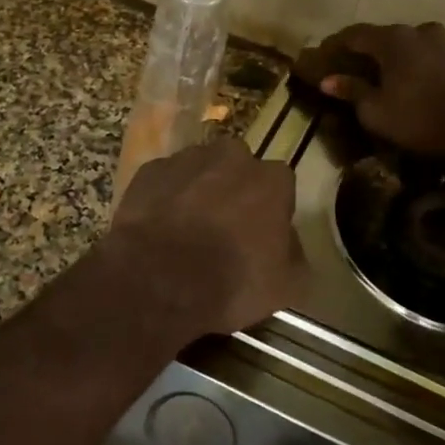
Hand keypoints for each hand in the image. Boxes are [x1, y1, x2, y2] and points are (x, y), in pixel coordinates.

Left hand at [107, 139, 303, 331]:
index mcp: (271, 180)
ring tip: (188, 229)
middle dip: (235, 191)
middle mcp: (231, 157)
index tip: (263, 234)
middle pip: (239, 168)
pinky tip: (160, 227)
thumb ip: (295, 255)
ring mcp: (186, 160)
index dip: (272, 209)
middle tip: (225, 229)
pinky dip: (165, 197)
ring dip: (199, 190)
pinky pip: (166, 180)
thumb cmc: (230, 282)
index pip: (281, 185)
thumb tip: (288, 242)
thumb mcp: (286, 287)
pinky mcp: (149, 171)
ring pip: (200, 169)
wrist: (156, 281)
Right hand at [296, 22, 444, 156]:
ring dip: (398, 57)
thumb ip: (352, 90)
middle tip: (356, 68)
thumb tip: (328, 80)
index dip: (337, 44)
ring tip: (390, 76)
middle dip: (369, 51)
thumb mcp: (376, 111)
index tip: (325, 55)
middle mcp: (418, 30)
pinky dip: (420, 64)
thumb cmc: (419, 117)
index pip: (355, 34)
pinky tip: (418, 81)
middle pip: (385, 36)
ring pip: (412, 44)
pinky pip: (432, 55)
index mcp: (392, 39)